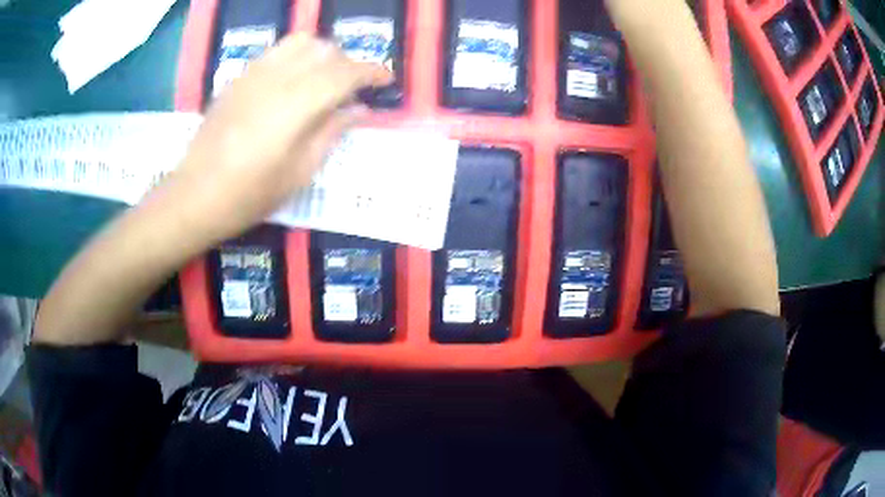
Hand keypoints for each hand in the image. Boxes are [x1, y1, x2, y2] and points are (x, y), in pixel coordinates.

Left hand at [161, 33, 391, 241]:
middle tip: (352, 90)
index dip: (372, 72)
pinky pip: (276, 51)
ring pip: (301, 42)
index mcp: (296, 105)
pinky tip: (292, 79)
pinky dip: (296, 56)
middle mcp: (278, 78)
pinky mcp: (239, 77)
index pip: (345, 72)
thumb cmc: (249, 195)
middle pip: (326, 51)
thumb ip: (331, 133)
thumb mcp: (299, 173)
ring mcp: (254, 73)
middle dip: (348, 64)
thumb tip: (357, 110)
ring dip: (322, 54)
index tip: (386, 80)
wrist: (195, 195)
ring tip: (323, 78)